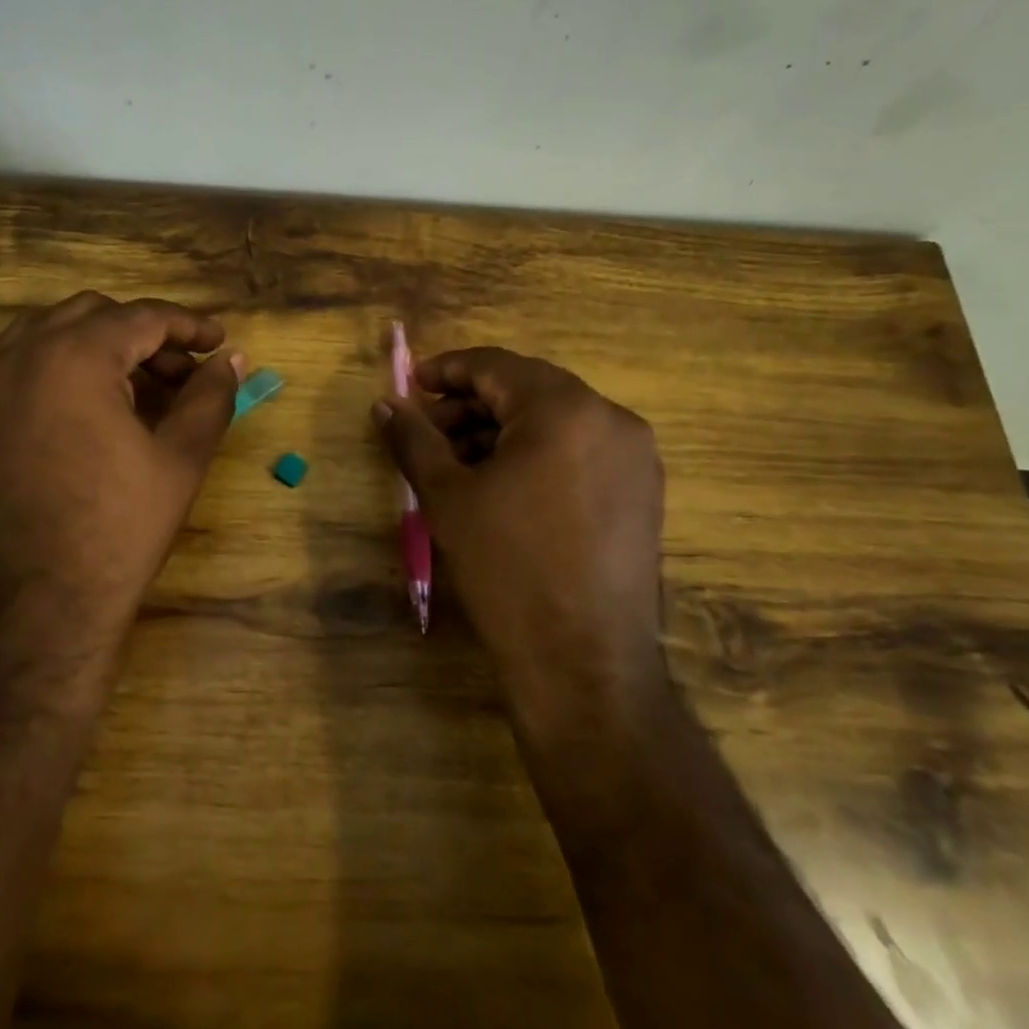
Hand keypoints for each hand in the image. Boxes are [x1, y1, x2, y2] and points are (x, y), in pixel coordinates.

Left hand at [0, 292, 240, 639]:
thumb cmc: (118, 530)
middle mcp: (18, 354)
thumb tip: (231, 360)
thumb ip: (210, 397)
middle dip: (142, 335)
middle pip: (92, 315)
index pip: (142, 317)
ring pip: (44, 333)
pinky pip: (5, 367)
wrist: (35, 605)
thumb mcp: (181, 459)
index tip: (218, 342)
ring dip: (93, 347)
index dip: (187, 326)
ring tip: (129, 389)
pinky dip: (45, 370)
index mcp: (75, 356)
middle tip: (179, 374)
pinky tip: (69, 409)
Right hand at [375, 347, 667, 719]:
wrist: (583, 662)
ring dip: (502, 432)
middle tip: (427, 434)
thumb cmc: (507, 568)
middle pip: (527, 390)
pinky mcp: (642, 492)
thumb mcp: (447, 496)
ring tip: (458, 465)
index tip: (410, 387)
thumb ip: (413, 438)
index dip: (446, 371)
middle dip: (471, 406)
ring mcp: (635, 457)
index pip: (495, 366)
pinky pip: (580, 451)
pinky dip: (536, 455)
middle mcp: (611, 419)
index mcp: (565, 409)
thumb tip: (386, 403)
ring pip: (555, 422)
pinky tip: (502, 487)